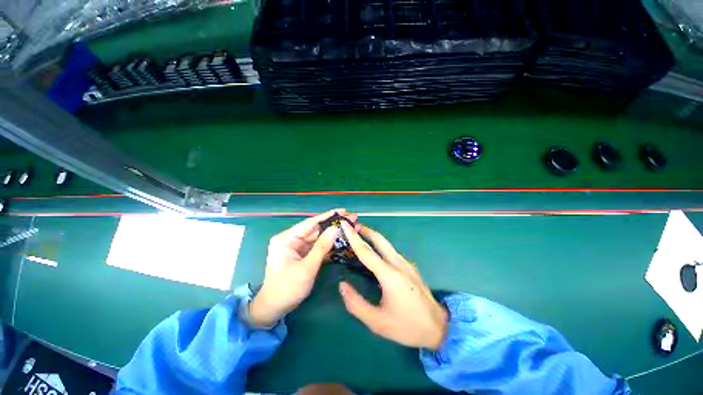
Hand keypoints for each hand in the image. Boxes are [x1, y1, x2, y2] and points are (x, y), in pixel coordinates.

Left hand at [249, 209, 356, 326]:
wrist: (274, 308)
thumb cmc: (288, 288)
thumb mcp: (307, 268)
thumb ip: (322, 247)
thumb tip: (336, 228)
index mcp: (287, 239)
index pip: (310, 223)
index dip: (328, 216)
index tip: (343, 210)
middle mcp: (291, 239)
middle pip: (316, 229)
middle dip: (334, 225)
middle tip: (352, 219)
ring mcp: (297, 247)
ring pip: (319, 237)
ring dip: (334, 234)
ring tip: (351, 228)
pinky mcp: (302, 254)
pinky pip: (317, 246)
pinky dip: (329, 244)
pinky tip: (342, 240)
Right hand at [338, 222, 447, 349]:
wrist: (439, 327)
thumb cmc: (406, 326)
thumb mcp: (377, 322)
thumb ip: (356, 304)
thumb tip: (342, 285)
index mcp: (389, 275)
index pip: (366, 251)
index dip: (353, 237)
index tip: (344, 224)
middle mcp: (398, 264)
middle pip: (379, 240)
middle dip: (365, 230)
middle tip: (353, 227)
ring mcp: (406, 263)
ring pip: (387, 244)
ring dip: (373, 238)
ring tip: (360, 237)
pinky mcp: (410, 266)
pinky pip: (392, 252)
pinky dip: (380, 247)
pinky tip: (376, 254)